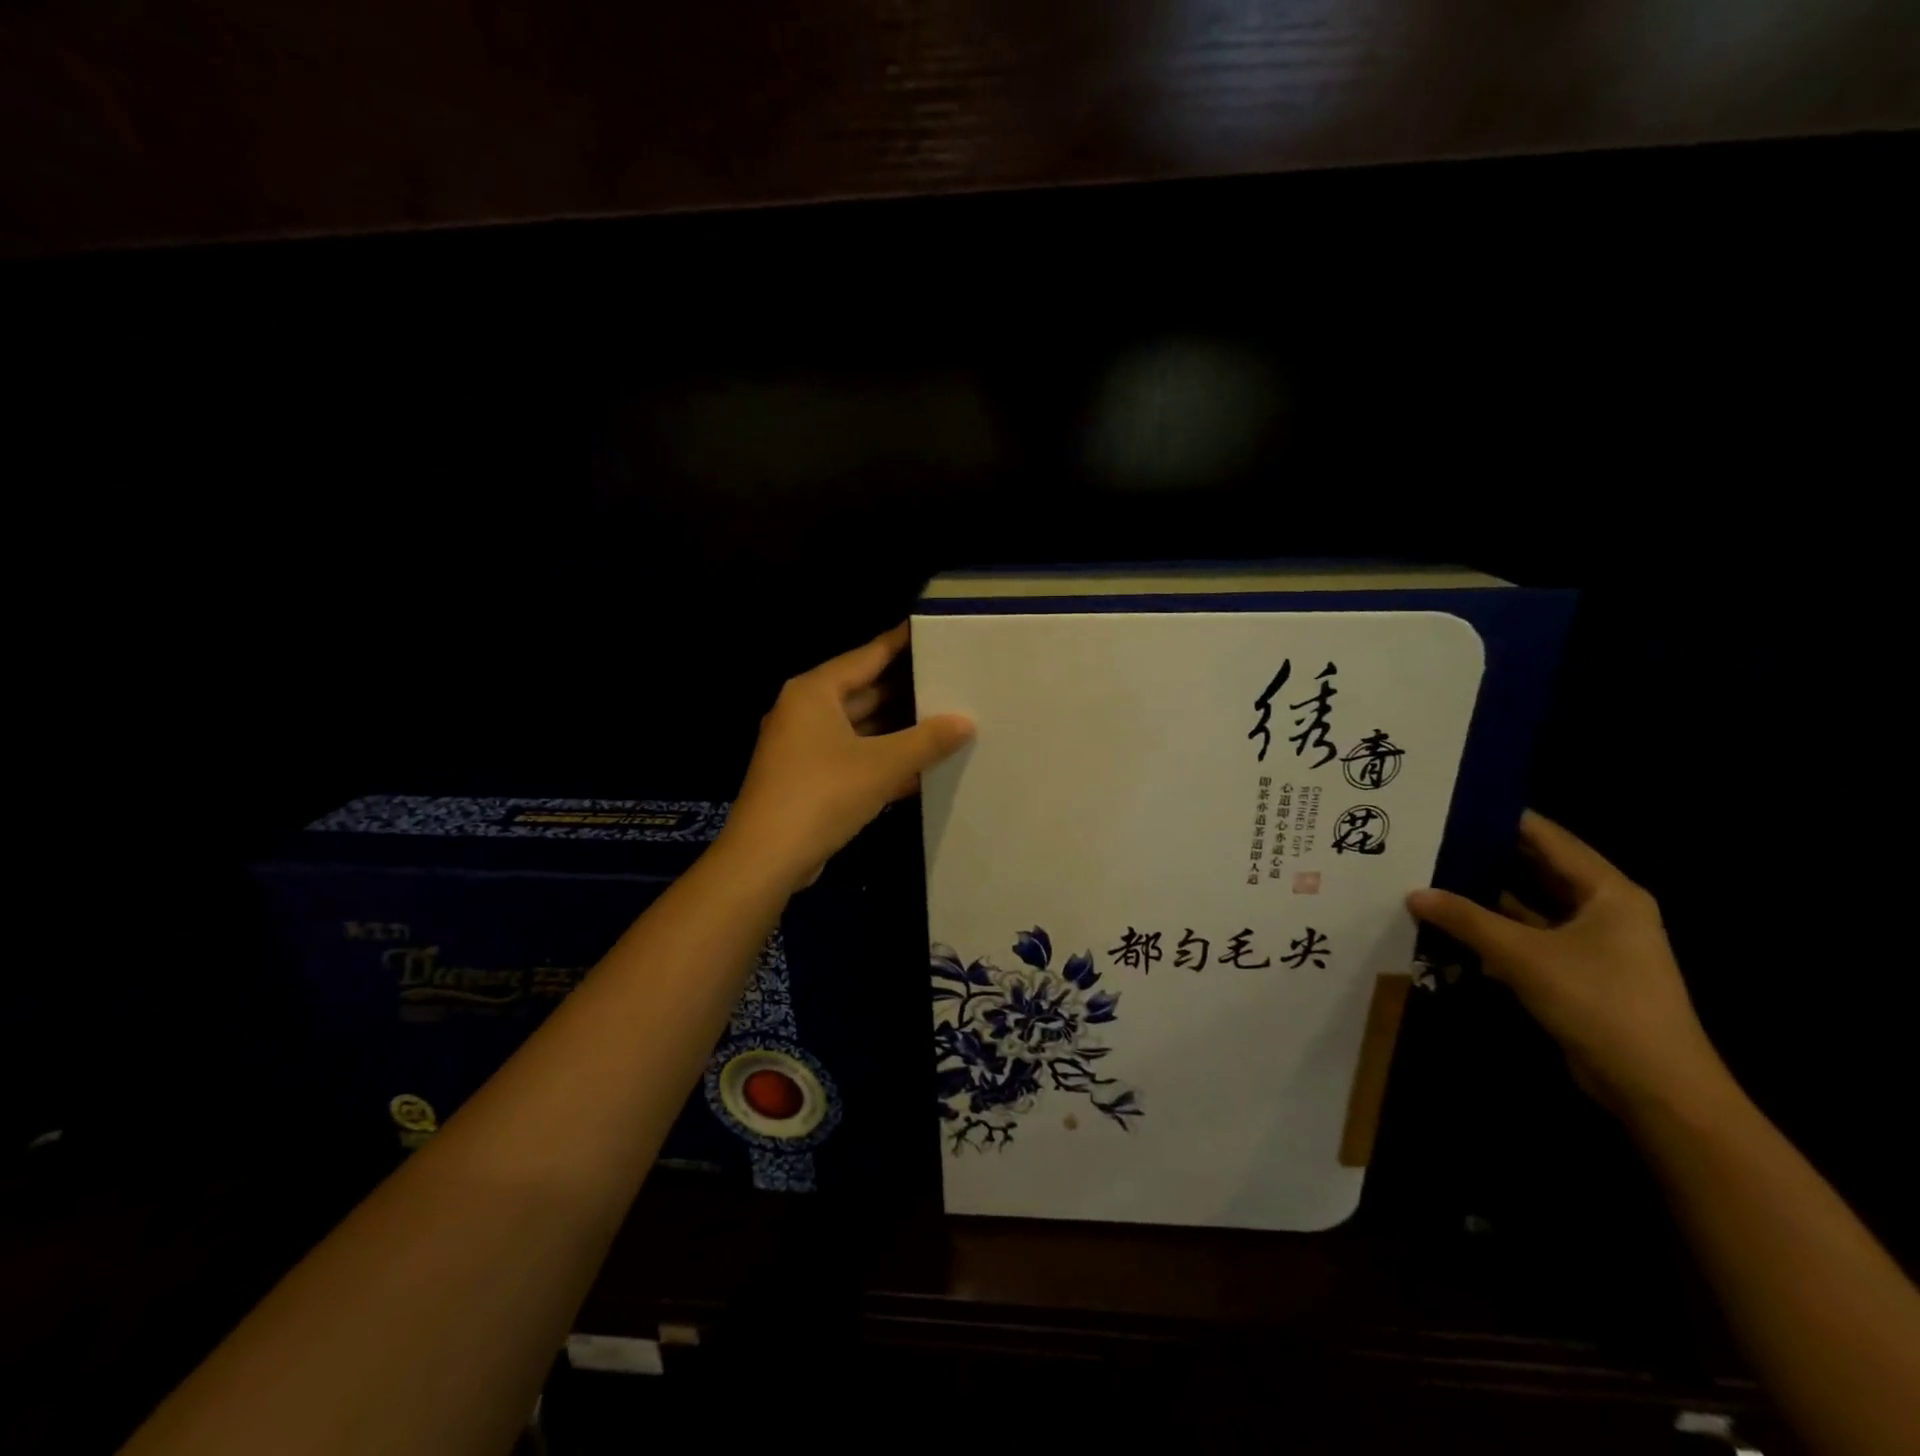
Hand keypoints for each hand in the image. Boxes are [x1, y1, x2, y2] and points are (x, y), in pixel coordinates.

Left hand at [720, 624, 973, 894]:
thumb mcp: (882, 765)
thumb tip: (965, 722)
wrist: (766, 859)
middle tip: (951, 681)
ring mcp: (804, 747)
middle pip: (864, 691)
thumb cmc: (822, 795)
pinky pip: (853, 757)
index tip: (932, 632)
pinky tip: (920, 767)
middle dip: (906, 691)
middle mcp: (805, 711)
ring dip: (897, 730)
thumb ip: (927, 741)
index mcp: (815, 692)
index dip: (901, 643)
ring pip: (860, 728)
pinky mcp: (808, 778)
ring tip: (945, 721)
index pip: (867, 656)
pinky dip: (882, 759)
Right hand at [1407, 811, 1732, 1122]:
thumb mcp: (1522, 955)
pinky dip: (1496, 932)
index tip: (1453, 805)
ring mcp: (1594, 945)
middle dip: (1488, 858)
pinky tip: (1453, 927)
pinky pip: (1530, 939)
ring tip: (1432, 878)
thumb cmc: (1598, 1002)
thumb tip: (1414, 893)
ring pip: (1531, 907)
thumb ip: (1466, 919)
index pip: (1548, 838)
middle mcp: (1605, 910)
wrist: (1656, 1088)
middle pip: (1538, 870)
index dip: (1503, 819)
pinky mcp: (1580, 974)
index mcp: (1608, 892)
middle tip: (1432, 840)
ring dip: (1487, 898)